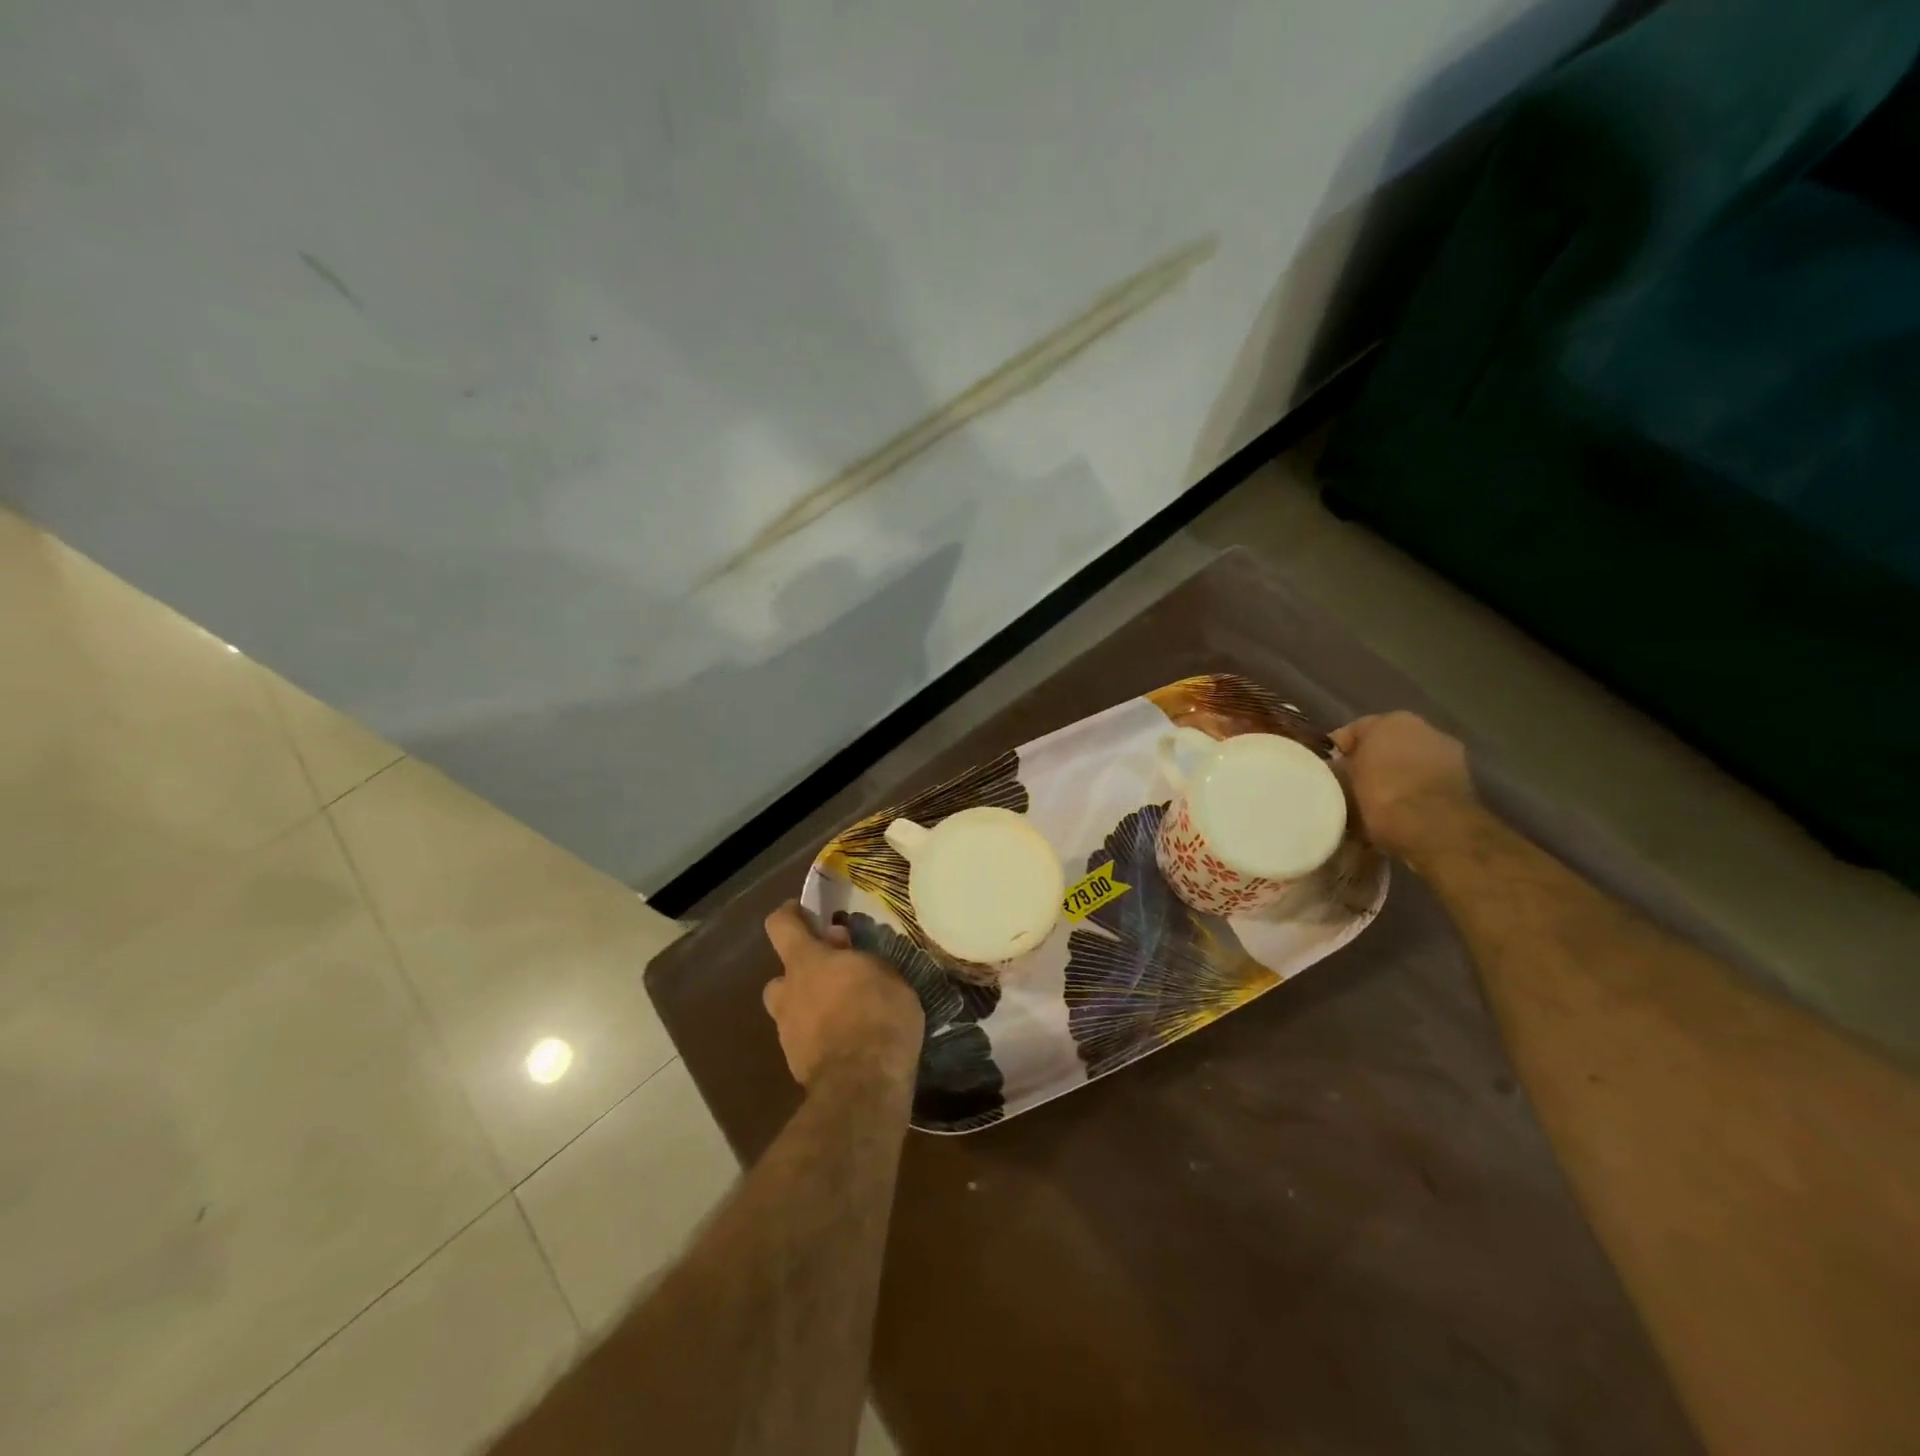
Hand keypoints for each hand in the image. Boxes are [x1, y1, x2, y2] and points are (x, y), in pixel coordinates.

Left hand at [762, 902, 923, 1089]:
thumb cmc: (879, 1015)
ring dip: (808, 1009)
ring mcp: (788, 1032)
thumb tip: (840, 944)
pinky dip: (819, 1039)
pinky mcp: (796, 1065)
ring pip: (790, 1012)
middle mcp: (788, 993)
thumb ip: (860, 957)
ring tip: (843, 1016)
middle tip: (833, 978)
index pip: (781, 926)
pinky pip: (804, 1041)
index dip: (789, 915)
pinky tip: (847, 1044)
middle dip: (802, 976)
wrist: (863, 1084)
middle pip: (781, 976)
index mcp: (807, 962)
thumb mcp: (886, 973)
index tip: (803, 912)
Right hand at [1329, 712, 1478, 862]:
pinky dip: (1414, 793)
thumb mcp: (1342, 781)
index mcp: (1390, 720)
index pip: (1353, 732)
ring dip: (1394, 778)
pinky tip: (1399, 814)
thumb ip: (1338, 769)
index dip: (1336, 752)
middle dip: (1369, 763)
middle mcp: (1424, 728)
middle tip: (1349, 788)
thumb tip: (1334, 770)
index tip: (1324, 773)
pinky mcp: (1464, 781)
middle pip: (1385, 745)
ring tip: (1374, 805)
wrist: (1433, 828)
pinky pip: (1426, 783)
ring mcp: (1448, 754)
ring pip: (1408, 765)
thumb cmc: (1381, 795)